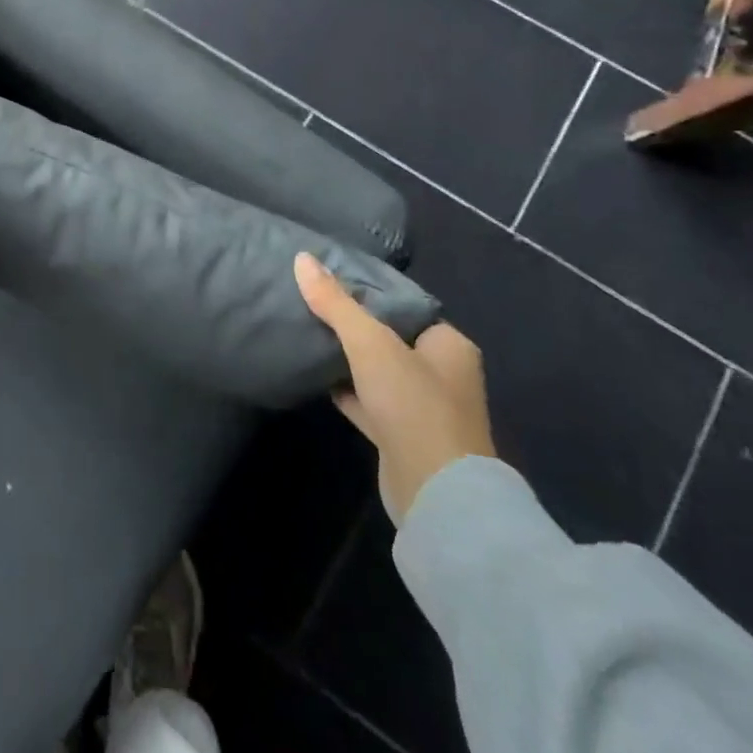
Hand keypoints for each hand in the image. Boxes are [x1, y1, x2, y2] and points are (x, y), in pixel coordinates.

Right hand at [295, 253, 495, 522]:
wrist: (435, 493)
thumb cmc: (413, 405)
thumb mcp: (370, 343)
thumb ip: (336, 303)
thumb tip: (303, 259)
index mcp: (449, 346)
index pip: (407, 308)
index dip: (371, 295)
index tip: (332, 282)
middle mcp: (443, 375)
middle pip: (391, 340)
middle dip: (355, 328)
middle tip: (313, 305)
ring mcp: (423, 409)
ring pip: (378, 373)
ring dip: (349, 361)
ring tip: (307, 334)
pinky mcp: (402, 437)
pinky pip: (369, 403)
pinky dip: (346, 391)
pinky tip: (316, 378)